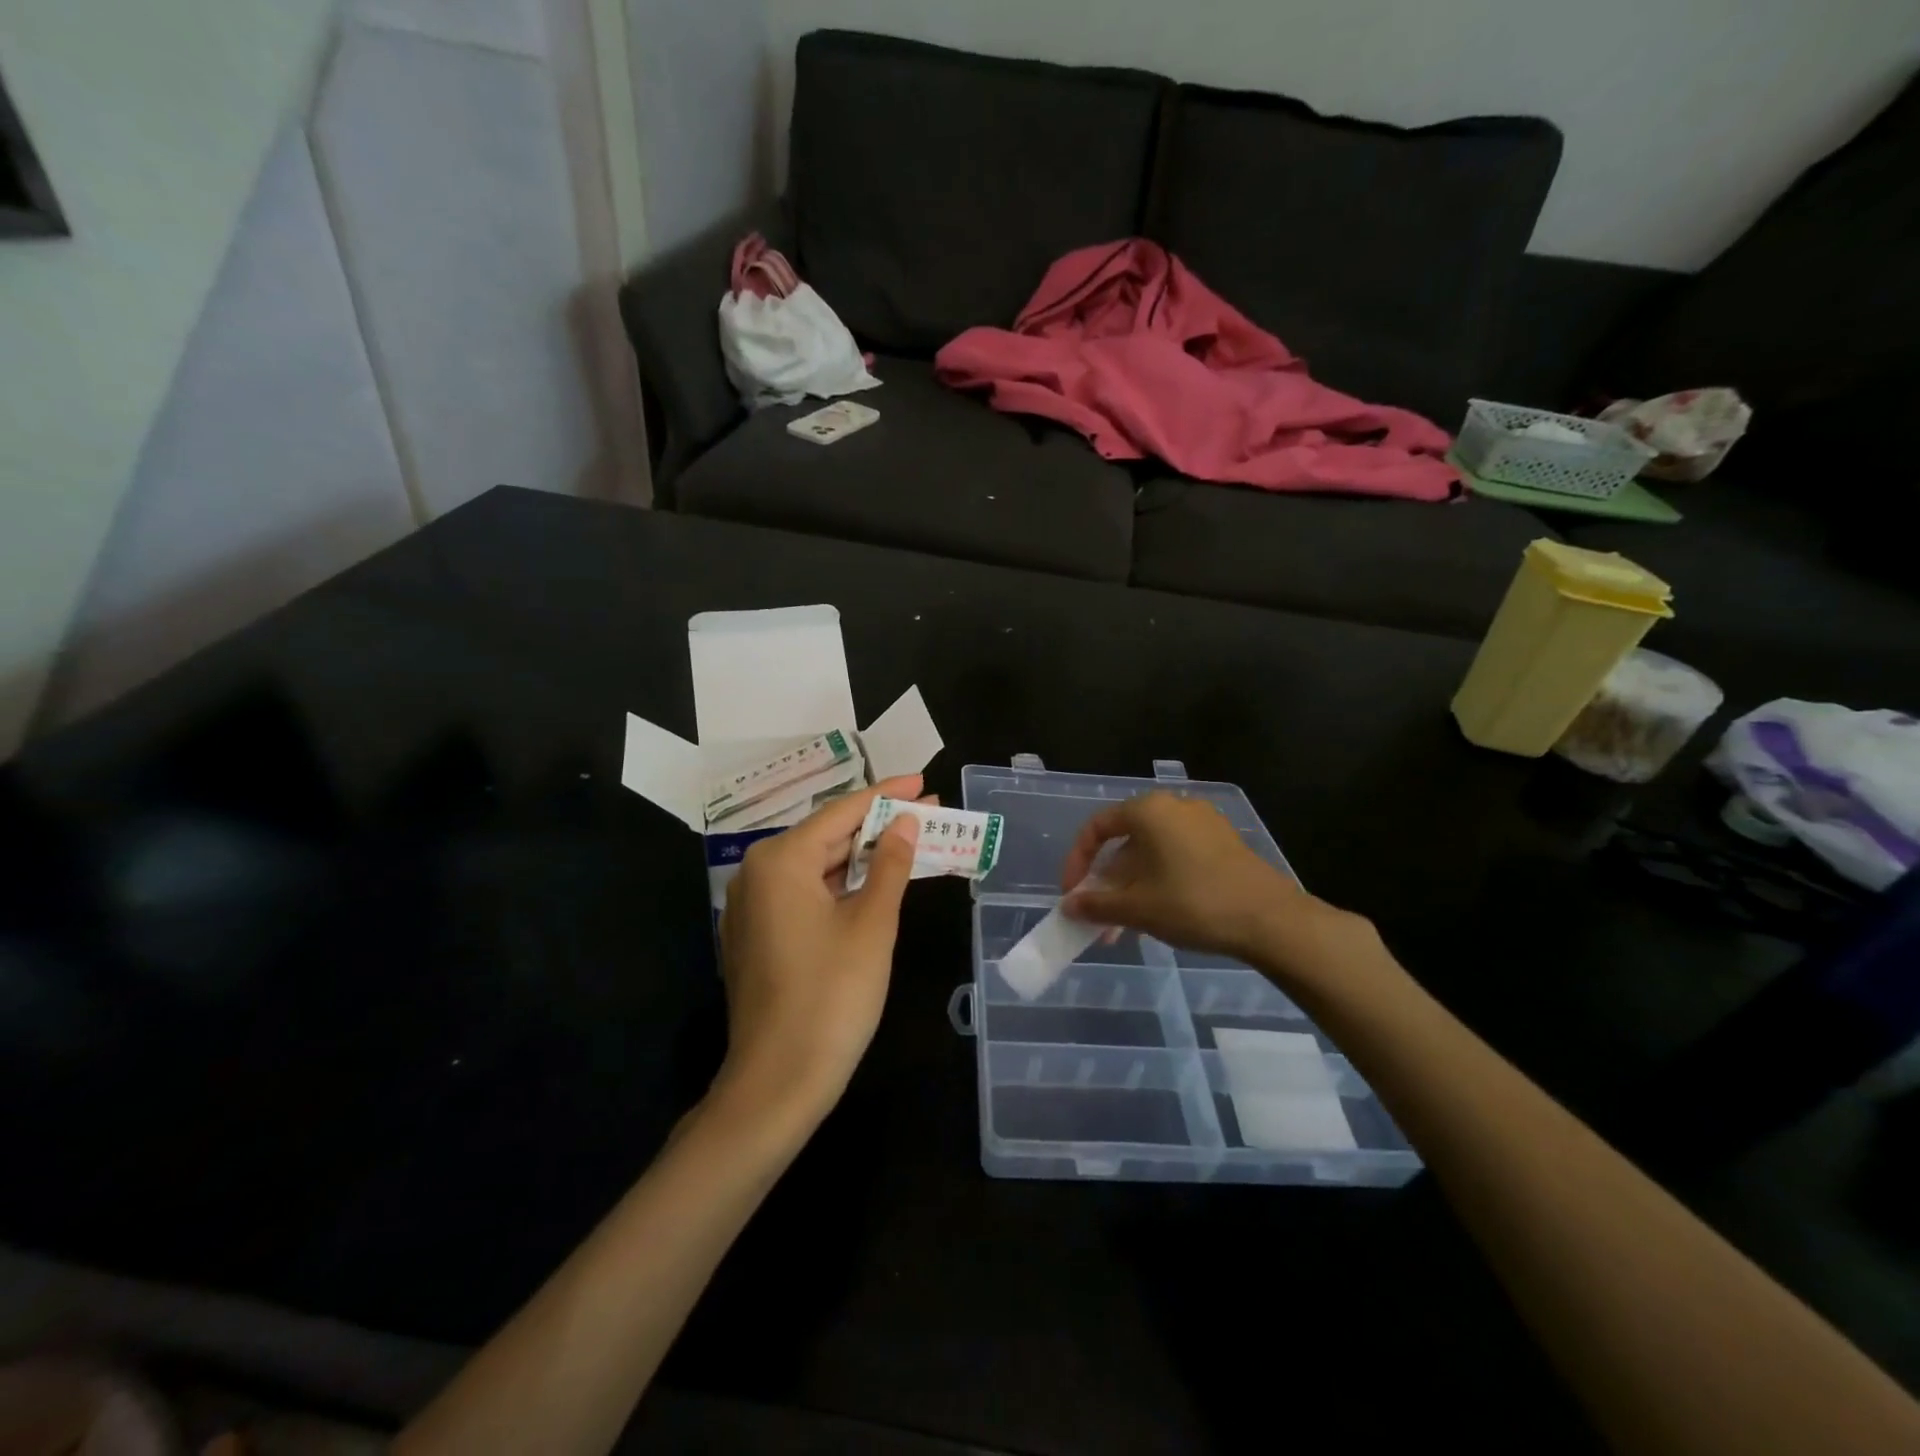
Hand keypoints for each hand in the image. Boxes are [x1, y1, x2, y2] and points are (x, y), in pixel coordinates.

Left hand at [714, 776, 923, 1126]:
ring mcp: (752, 907)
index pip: (842, 812)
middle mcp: (757, 874)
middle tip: (928, 814)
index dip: (886, 794)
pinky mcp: (757, 936)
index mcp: (781, 861)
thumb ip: (890, 865)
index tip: (921, 780)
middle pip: (827, 836)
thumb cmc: (832, 996)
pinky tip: (873, 884)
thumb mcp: (872, 925)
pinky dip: (841, 885)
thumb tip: (904, 823)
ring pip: (816, 866)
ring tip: (909, 844)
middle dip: (878, 826)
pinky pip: (804, 893)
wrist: (777, 1082)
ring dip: (862, 857)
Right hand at [1060, 792, 1374, 985]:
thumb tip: (1068, 906)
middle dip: (1106, 882)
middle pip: (1124, 841)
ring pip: (1151, 852)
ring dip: (1131, 886)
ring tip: (1124, 927)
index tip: (1073, 895)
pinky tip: (1157, 914)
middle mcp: (1174, 806)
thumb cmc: (1194, 904)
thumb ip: (1096, 904)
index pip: (1097, 828)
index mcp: (1148, 810)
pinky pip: (1176, 856)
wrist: (1271, 920)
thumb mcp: (1137, 907)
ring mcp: (1202, 823)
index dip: (1077, 862)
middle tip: (1098, 917)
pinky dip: (1158, 880)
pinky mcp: (1222, 842)